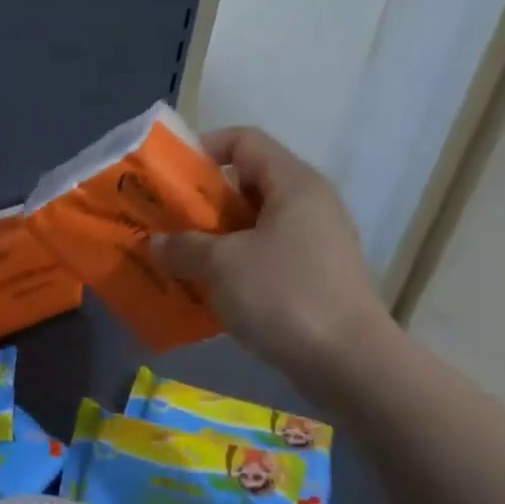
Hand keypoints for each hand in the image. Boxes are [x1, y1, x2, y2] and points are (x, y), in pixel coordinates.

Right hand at [153, 127, 393, 396]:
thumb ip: (183, 247)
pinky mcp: (313, 277)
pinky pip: (263, 257)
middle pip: (247, 184)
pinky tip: (205, 290)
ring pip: (253, 225)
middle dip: (201, 202)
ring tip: (177, 259)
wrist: (346, 361)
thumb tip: (158, 243)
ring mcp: (314, 243)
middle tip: (165, 223)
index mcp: (293, 184)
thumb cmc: (283, 295)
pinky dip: (233, 266)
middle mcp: (309, 205)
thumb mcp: (221, 265)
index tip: (169, 177)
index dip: (204, 149)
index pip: (245, 141)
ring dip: (213, 239)